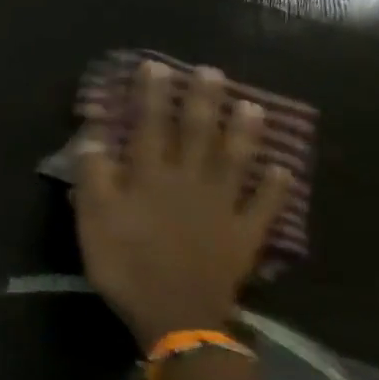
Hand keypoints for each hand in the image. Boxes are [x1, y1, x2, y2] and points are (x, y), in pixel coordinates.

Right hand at [73, 62, 291, 351]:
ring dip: (244, 133)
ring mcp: (222, 207)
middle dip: (202, 101)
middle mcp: (189, 182)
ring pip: (235, 162)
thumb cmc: (125, 264)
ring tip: (253, 106)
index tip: (154, 66)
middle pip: (197, 134)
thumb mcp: (93, 219)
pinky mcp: (243, 235)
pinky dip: (276, 189)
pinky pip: (263, 207)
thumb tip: (92, 136)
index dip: (151, 96)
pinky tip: (286, 171)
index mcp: (150, 177)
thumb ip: (94, 175)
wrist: (174, 313)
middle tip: (212, 71)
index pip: (149, 126)